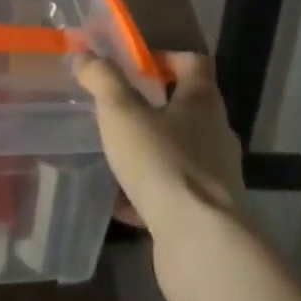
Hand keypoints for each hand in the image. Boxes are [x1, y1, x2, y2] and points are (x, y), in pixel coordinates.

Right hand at [76, 51, 248, 300]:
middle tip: (118, 107)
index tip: (137, 64)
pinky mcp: (206, 215)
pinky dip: (149, 193)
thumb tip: (84, 54)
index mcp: (202, 103)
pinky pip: (173, 193)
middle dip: (154, 106)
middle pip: (188, 108)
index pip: (194, 63)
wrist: (200, 246)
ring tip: (116, 153)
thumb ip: (102, 79)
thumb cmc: (163, 164)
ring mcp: (214, 178)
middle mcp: (216, 135)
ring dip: (151, 150)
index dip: (167, 57)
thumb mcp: (122, 113)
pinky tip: (120, 202)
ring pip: (179, 152)